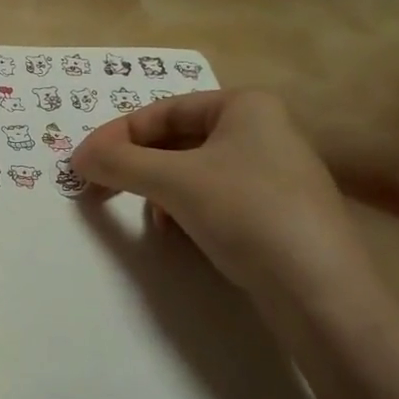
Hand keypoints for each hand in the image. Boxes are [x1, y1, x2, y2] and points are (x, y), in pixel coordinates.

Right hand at [71, 90, 371, 312]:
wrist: (320, 292)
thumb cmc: (246, 213)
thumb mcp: (174, 181)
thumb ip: (119, 162)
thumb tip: (78, 157)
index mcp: (245, 106)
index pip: (162, 111)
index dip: (117, 135)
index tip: (83, 163)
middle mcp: (263, 130)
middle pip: (177, 140)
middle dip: (137, 164)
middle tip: (100, 188)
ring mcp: (274, 173)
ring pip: (194, 170)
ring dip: (159, 189)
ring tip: (148, 215)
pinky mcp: (277, 212)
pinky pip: (216, 197)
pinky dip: (187, 208)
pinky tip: (178, 233)